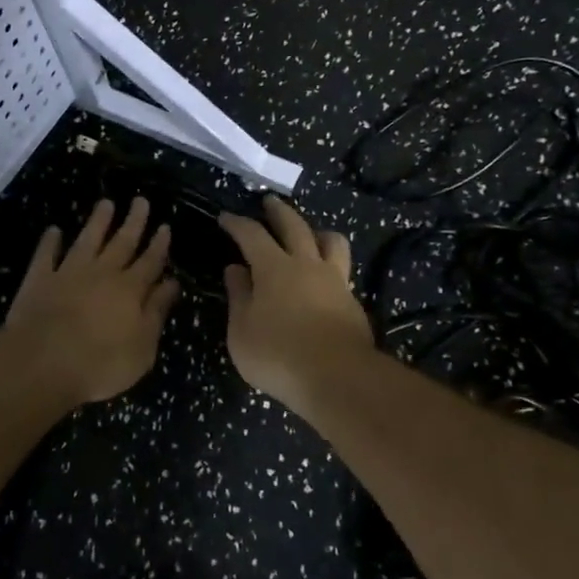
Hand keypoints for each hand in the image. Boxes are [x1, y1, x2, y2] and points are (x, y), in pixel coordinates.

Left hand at [4, 197, 179, 405]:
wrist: (43, 363)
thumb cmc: (101, 363)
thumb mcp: (143, 347)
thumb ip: (156, 312)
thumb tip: (172, 283)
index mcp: (130, 290)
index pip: (150, 262)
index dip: (159, 244)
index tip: (165, 226)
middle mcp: (102, 273)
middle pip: (122, 243)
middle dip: (134, 222)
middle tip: (140, 200)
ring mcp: (68, 273)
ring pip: (87, 240)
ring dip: (97, 221)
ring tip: (106, 203)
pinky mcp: (39, 280)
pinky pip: (46, 255)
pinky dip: (50, 241)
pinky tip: (54, 230)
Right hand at [218, 196, 373, 409]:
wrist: (337, 377)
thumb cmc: (278, 355)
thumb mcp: (241, 331)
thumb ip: (238, 296)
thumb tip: (235, 269)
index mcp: (274, 268)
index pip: (252, 235)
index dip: (237, 223)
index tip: (225, 217)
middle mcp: (306, 264)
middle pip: (294, 226)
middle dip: (279, 211)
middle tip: (270, 201)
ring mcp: (334, 280)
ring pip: (331, 241)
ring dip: (317, 231)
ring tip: (310, 233)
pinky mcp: (352, 300)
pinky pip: (342, 269)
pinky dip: (331, 263)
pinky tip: (325, 275)